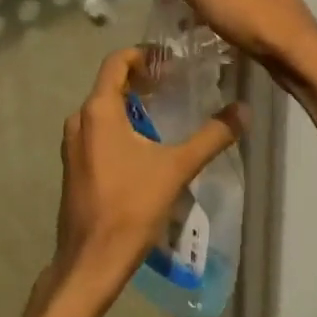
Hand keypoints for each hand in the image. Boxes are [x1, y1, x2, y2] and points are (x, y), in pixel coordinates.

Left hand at [51, 48, 244, 303]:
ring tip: (164, 112)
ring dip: (131, 104)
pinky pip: (97, 131)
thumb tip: (244, 110)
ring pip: (103, 109)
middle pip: (110, 84)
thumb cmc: (131, 208)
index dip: (143, 54)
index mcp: (98, 110)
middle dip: (141, 80)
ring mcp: (72, 144)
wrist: (91, 262)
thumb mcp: (177, 168)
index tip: (170, 61)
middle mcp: (79, 119)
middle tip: (175, 84)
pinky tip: (145, 145)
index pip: (116, 61)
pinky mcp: (73, 166)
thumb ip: (211, 136)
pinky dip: (120, 126)